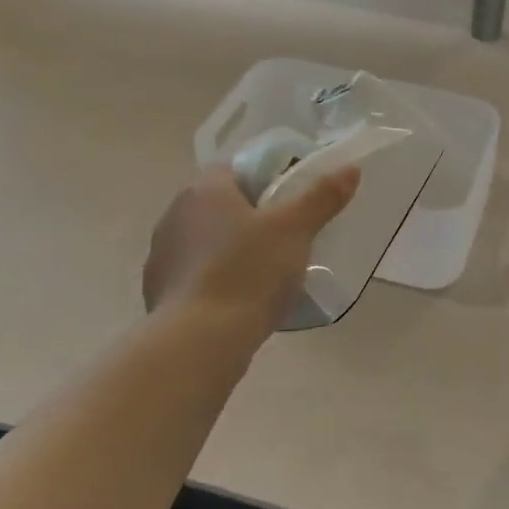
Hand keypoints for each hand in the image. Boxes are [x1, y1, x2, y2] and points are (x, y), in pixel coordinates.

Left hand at [145, 164, 360, 331]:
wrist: (200, 340)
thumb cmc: (249, 272)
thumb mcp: (295, 231)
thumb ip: (321, 197)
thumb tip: (349, 169)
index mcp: (205, 190)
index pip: (235, 168)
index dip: (265, 178)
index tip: (291, 199)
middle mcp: (175, 213)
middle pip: (220, 204)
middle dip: (250, 215)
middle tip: (286, 236)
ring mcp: (162, 253)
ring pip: (206, 240)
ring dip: (230, 248)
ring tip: (265, 271)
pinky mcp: (159, 290)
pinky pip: (195, 273)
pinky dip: (215, 278)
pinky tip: (239, 298)